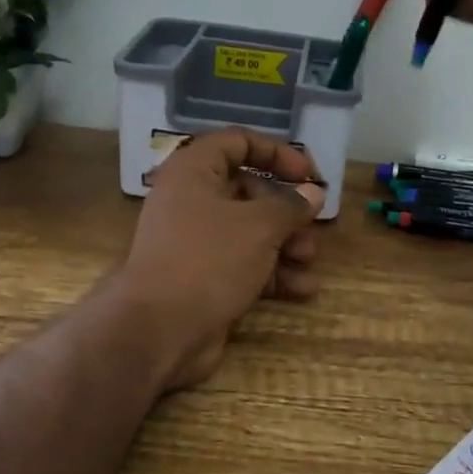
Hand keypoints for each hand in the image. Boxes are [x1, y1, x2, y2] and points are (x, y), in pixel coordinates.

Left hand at [114, 130, 325, 389]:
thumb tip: (313, 193)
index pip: (237, 143)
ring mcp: (197, 243)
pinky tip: (304, 289)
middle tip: (313, 225)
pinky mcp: (204, 279)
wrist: (159, 331)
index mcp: (194, 173)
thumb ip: (290, 205)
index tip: (307, 173)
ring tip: (309, 259)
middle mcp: (192, 202)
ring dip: (285, 244)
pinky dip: (273, 273)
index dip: (276, 152)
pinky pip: (245, 265)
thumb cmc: (208, 260)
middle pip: (248, 191)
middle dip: (286, 209)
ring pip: (250, 232)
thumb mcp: (258, 226)